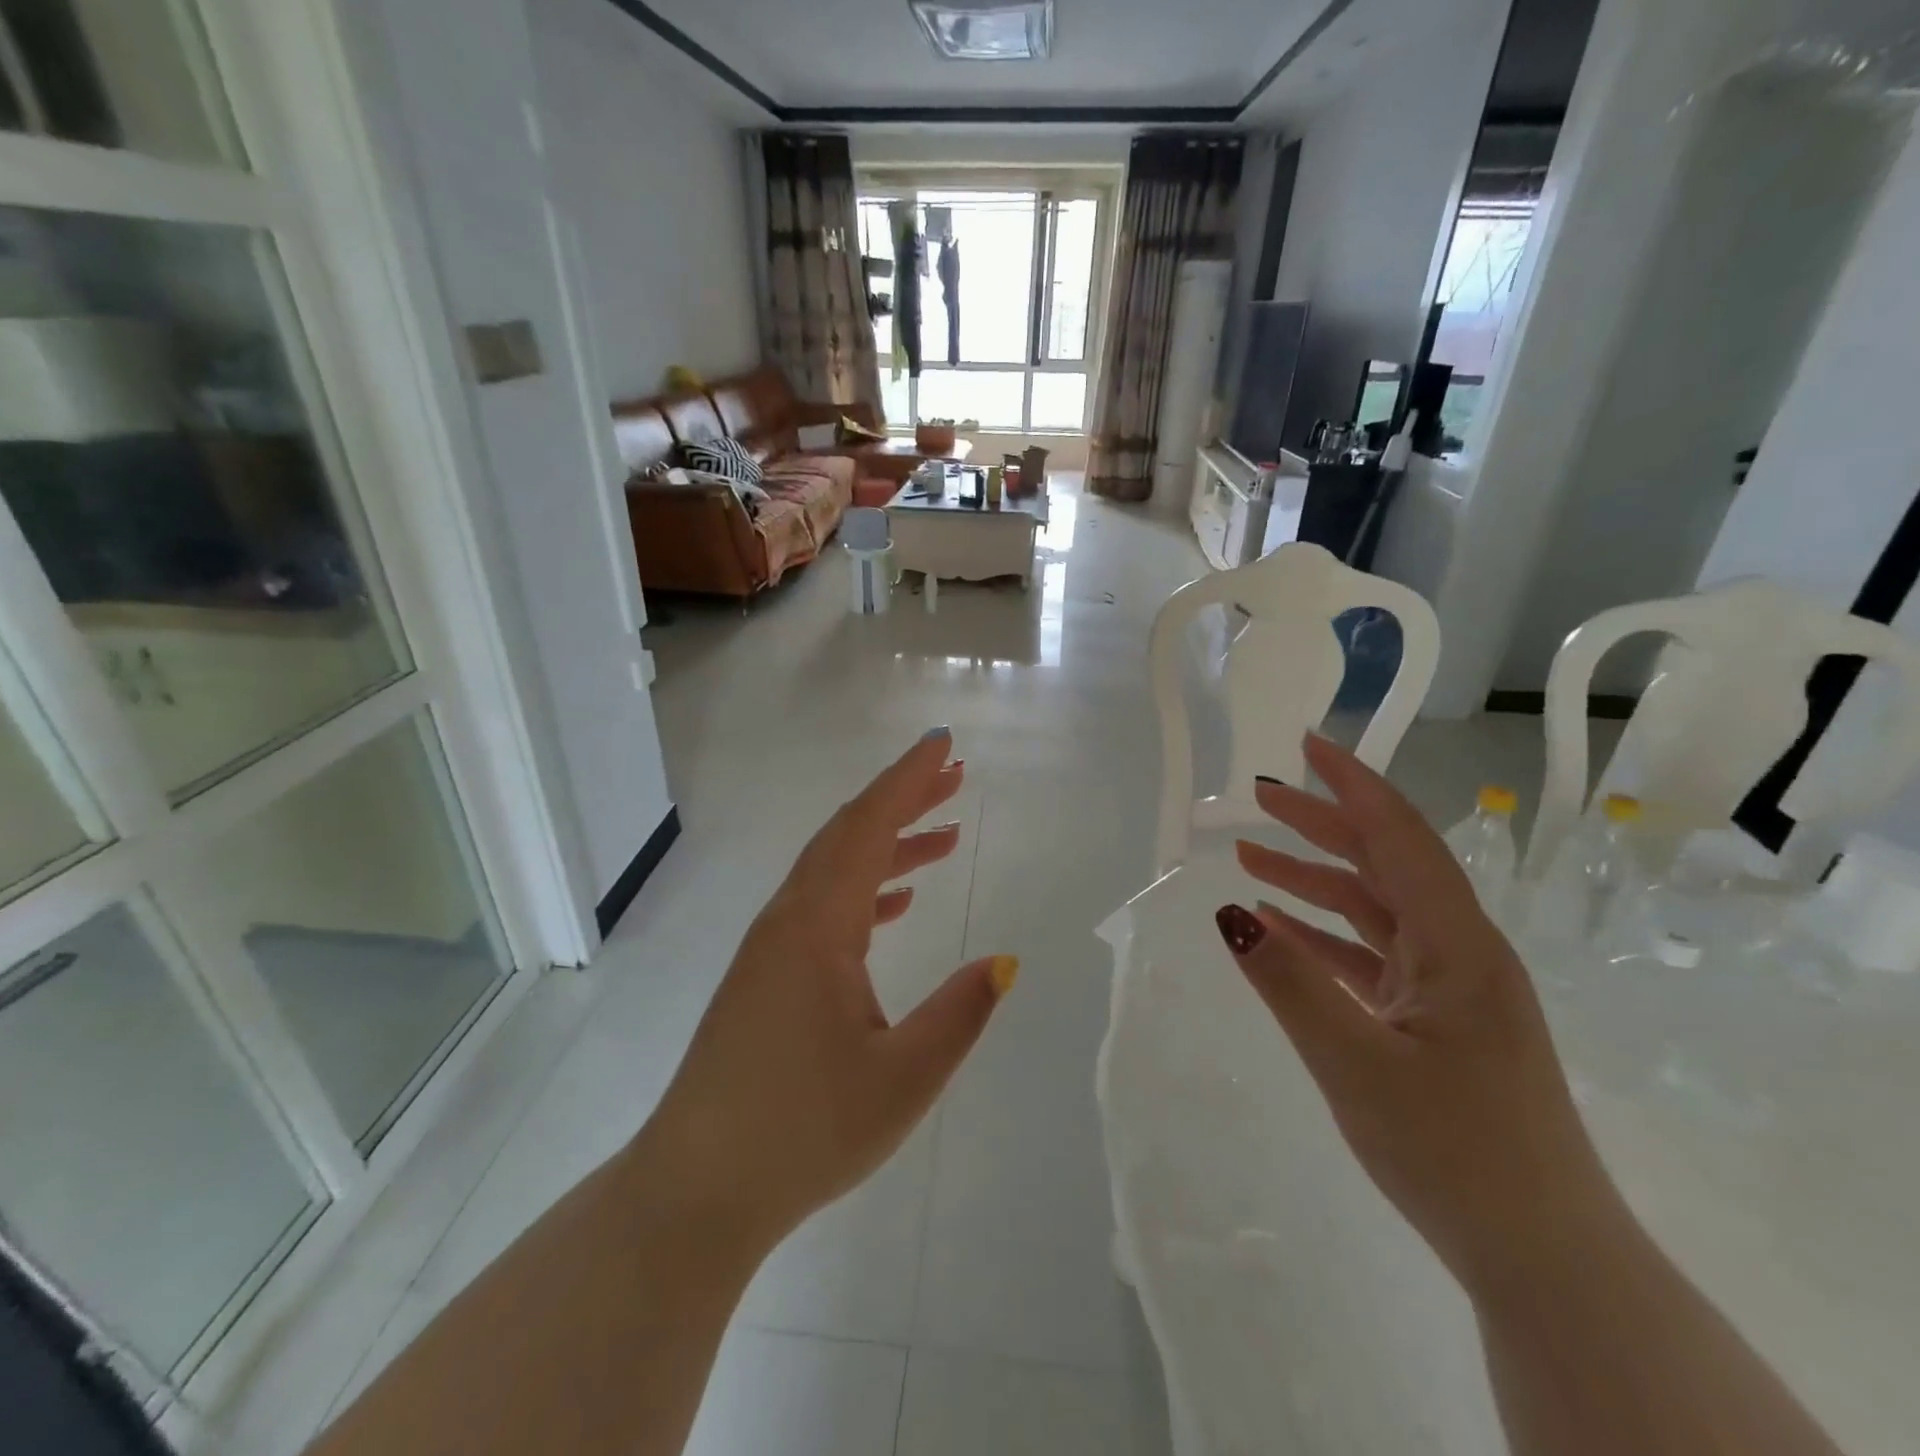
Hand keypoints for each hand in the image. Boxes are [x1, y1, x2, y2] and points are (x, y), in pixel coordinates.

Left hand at [634, 728, 1016, 1255]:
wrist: (696, 1189)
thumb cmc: (802, 1133)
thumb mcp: (902, 1080)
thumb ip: (959, 1014)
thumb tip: (1005, 961)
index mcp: (817, 928)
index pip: (868, 828)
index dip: (907, 780)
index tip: (942, 745)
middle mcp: (789, 921)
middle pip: (849, 835)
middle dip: (902, 799)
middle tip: (953, 775)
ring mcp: (771, 947)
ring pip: (835, 869)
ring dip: (887, 844)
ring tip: (943, 834)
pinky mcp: (765, 976)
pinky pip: (822, 906)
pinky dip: (864, 889)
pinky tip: (895, 904)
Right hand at [1218, 734, 1626, 1295]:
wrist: (1541, 1258)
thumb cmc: (1452, 1152)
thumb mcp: (1353, 1061)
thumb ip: (1287, 981)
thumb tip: (1228, 912)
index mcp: (1457, 946)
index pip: (1399, 838)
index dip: (1352, 784)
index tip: (1307, 745)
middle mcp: (1459, 952)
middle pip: (1384, 865)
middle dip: (1322, 824)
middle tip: (1260, 796)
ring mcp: (1448, 988)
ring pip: (1373, 910)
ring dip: (1313, 881)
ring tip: (1249, 857)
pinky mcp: (1434, 1021)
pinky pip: (1369, 958)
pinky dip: (1322, 937)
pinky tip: (1276, 930)